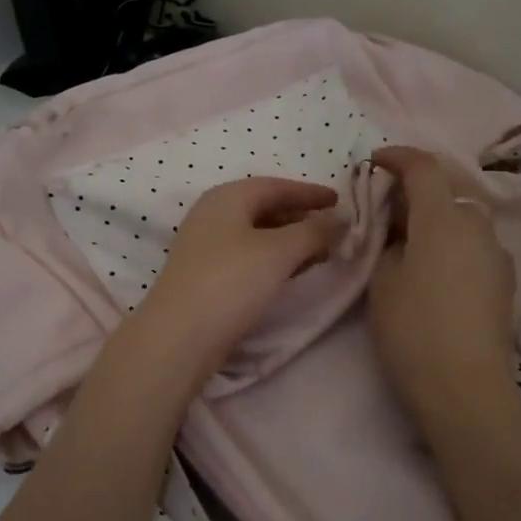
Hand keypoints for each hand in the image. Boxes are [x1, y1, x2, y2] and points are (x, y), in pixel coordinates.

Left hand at [134, 176, 345, 386]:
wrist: (180, 335)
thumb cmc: (231, 281)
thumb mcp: (279, 251)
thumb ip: (314, 231)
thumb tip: (341, 218)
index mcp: (227, 197)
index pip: (275, 186)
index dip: (309, 192)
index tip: (339, 200)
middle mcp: (212, 214)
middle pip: (263, 208)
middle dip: (300, 217)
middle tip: (332, 231)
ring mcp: (205, 246)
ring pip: (255, 234)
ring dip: (288, 240)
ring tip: (319, 254)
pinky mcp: (204, 274)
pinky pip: (247, 255)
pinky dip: (272, 258)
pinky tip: (289, 273)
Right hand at [367, 147, 516, 426]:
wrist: (466, 387)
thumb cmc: (413, 328)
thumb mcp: (382, 280)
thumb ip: (389, 243)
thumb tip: (402, 234)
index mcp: (444, 219)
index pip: (424, 168)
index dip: (398, 157)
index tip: (375, 161)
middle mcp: (478, 227)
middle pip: (447, 193)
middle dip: (417, 193)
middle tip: (387, 212)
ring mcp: (497, 256)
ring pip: (464, 221)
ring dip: (437, 221)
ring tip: (410, 245)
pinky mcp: (505, 283)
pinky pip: (474, 247)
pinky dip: (453, 245)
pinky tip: (435, 273)